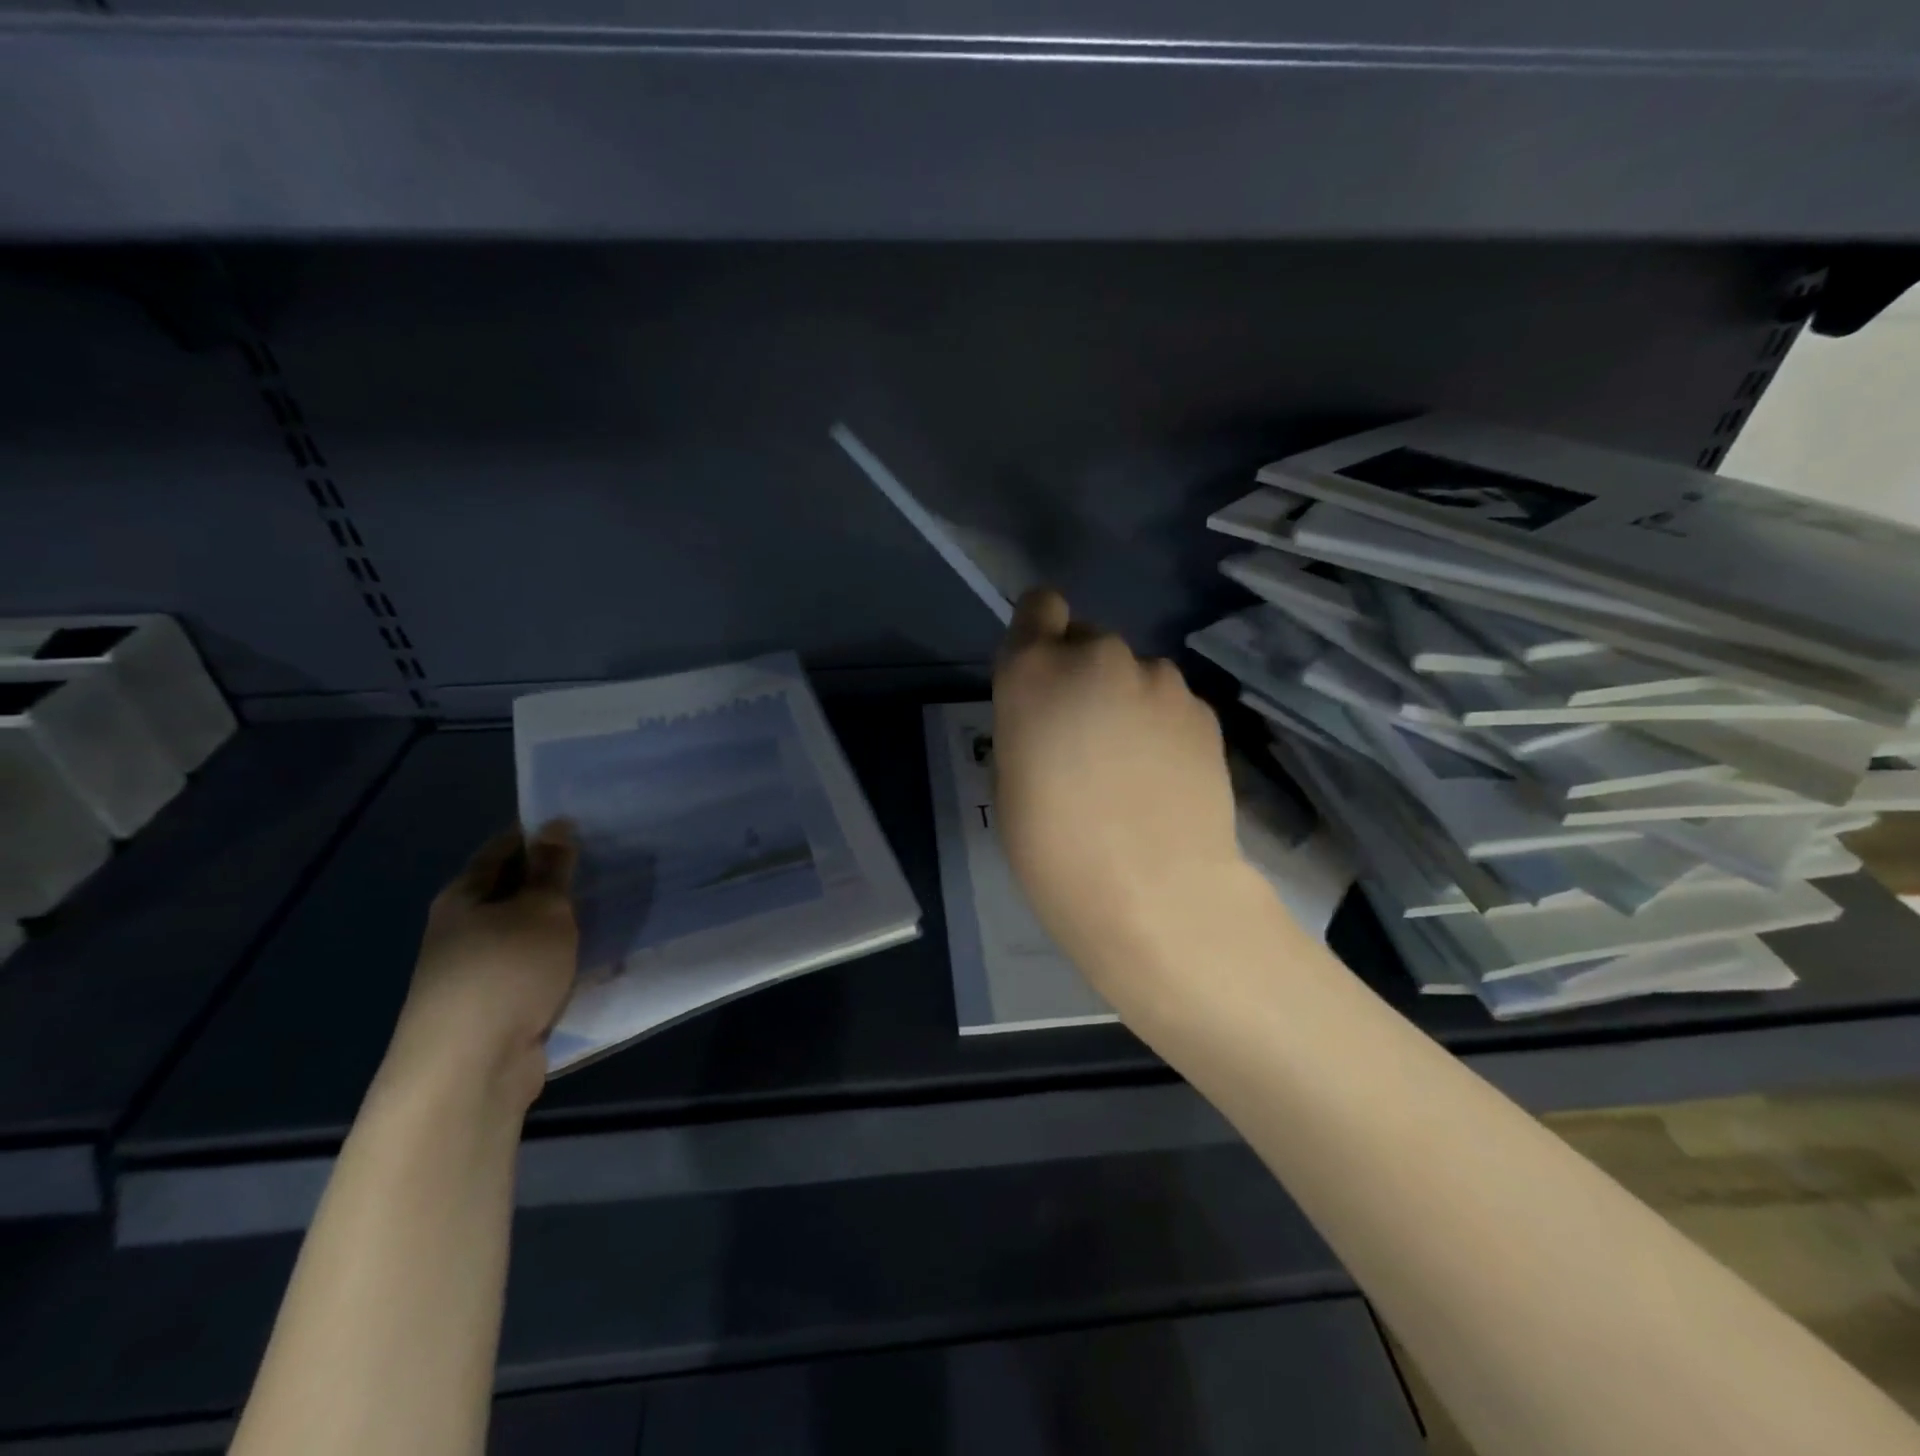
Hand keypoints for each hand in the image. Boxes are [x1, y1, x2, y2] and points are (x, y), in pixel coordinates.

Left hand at [381, 822, 579, 1107]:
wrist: (471, 1068)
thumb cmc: (506, 971)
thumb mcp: (541, 908)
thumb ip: (553, 868)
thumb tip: (555, 824)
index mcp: (463, 897)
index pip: (503, 849)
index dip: (539, 835)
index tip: (584, 827)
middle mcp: (463, 930)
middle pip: (513, 891)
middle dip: (554, 880)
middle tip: (607, 865)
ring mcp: (478, 972)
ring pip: (526, 933)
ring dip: (559, 924)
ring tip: (608, 907)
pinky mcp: (497, 1006)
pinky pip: (535, 968)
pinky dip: (559, 959)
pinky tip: (591, 956)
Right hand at [992, 590, 1251, 992]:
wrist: (1153, 891)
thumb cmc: (1053, 848)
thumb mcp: (1011, 779)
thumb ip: (1029, 723)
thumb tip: (1055, 716)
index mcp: (1035, 671)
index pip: (1039, 607)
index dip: (1041, 631)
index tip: (1044, 671)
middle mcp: (1099, 657)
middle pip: (1089, 643)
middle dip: (1084, 677)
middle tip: (1087, 740)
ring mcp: (1160, 681)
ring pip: (1135, 676)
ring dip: (1128, 703)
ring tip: (1133, 768)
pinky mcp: (1205, 711)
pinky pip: (1171, 705)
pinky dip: (1165, 729)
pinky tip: (1166, 780)